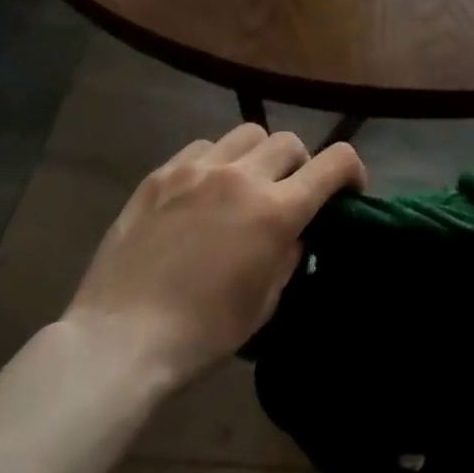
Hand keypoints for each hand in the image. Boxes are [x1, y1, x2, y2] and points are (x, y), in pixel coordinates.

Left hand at [64, 124, 365, 392]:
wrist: (122, 338)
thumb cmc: (204, 331)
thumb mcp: (266, 300)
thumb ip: (290, 253)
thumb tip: (295, 231)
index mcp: (276, 210)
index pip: (335, 162)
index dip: (351, 169)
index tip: (348, 188)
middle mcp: (242, 177)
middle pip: (289, 142)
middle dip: (300, 164)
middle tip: (288, 192)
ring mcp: (197, 170)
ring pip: (247, 133)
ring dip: (258, 156)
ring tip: (244, 184)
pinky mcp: (161, 174)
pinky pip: (203, 148)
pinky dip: (216, 161)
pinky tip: (203, 190)